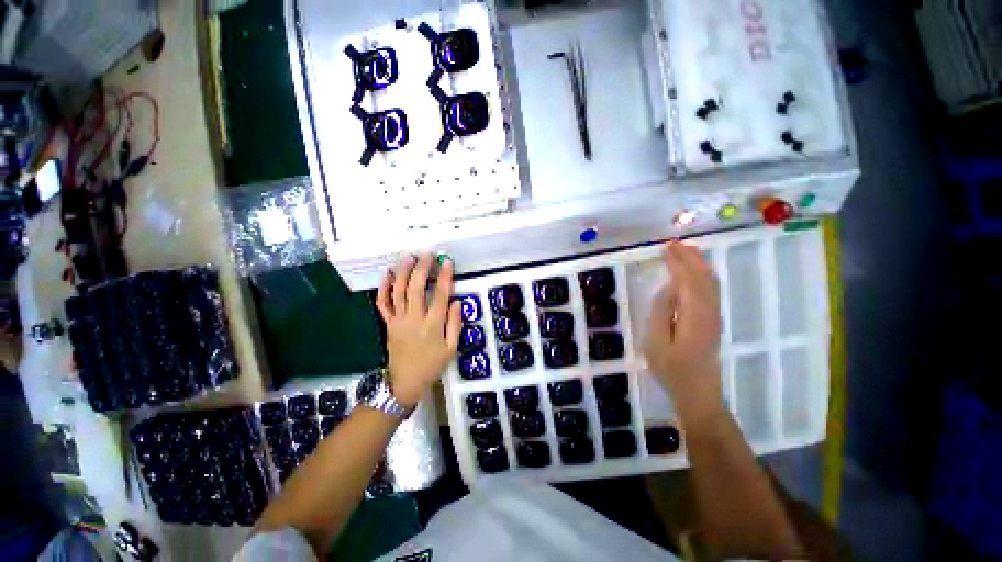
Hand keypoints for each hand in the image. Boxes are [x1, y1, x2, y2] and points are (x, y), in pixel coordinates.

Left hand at [376, 254, 462, 407]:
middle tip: (427, 254)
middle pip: (416, 288)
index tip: (446, 261)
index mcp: (432, 325)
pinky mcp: (388, 323)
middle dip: (422, 268)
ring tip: (409, 257)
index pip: (439, 295)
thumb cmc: (432, 365)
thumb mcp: (451, 348)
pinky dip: (383, 287)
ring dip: (403, 272)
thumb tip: (457, 301)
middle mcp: (414, 319)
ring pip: (398, 291)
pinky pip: (383, 303)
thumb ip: (455, 324)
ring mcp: (398, 320)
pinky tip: (387, 274)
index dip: (444, 277)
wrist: (404, 382)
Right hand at [645, 242, 722, 421]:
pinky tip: (695, 272)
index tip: (666, 248)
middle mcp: (709, 311)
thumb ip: (661, 312)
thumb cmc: (672, 369)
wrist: (698, 393)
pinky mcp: (713, 320)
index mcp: (694, 316)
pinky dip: (702, 275)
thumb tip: (668, 288)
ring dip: (699, 264)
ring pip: (711, 283)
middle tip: (674, 244)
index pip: (688, 281)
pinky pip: (711, 290)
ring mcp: (714, 316)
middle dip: (690, 258)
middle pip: (703, 277)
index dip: (678, 262)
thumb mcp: (656, 342)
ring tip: (685, 251)